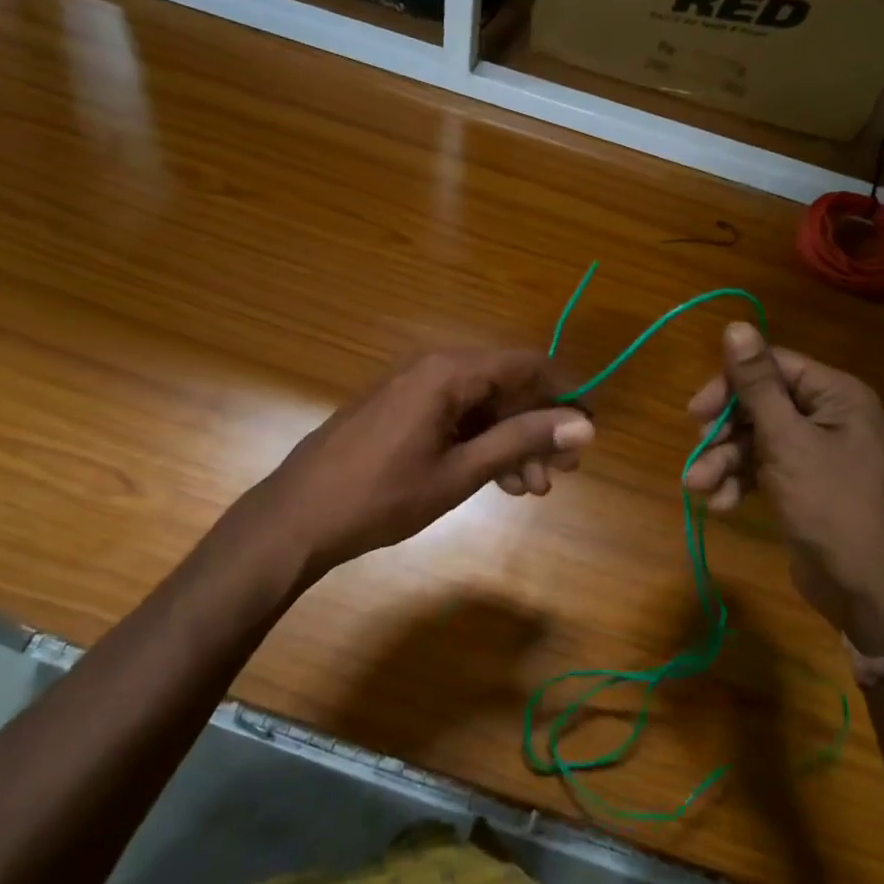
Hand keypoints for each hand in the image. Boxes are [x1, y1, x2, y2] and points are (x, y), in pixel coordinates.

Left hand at [252, 348, 593, 580]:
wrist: (296, 518)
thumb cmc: (381, 496)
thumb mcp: (459, 472)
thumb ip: (522, 441)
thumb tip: (584, 424)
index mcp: (448, 372)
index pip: (526, 364)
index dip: (564, 393)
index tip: (588, 429)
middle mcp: (432, 368)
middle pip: (504, 386)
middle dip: (537, 427)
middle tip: (561, 472)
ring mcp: (411, 389)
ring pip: (480, 406)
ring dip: (510, 442)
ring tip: (530, 488)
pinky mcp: (398, 410)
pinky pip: (453, 417)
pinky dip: (479, 444)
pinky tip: (496, 480)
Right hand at [684, 323, 883, 654]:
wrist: (867, 590)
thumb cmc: (831, 506)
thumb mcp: (788, 441)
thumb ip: (758, 385)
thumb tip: (736, 325)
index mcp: (837, 396)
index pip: (773, 367)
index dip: (730, 385)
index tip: (696, 411)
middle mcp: (829, 417)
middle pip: (760, 404)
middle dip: (724, 432)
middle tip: (698, 452)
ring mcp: (816, 453)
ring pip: (755, 440)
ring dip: (724, 462)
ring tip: (700, 488)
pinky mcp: (802, 485)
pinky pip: (762, 469)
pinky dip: (739, 482)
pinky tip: (722, 505)